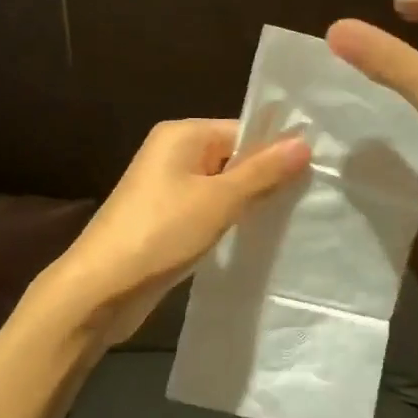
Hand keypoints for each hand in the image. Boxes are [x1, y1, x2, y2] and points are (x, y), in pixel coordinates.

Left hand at [44, 120, 309, 346]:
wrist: (101, 288)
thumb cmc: (161, 233)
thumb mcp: (219, 200)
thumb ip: (262, 172)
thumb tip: (304, 142)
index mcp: (182, 134)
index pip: (243, 130)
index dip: (277, 150)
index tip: (316, 172)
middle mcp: (173, 153)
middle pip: (233, 156)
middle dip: (266, 178)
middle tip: (311, 198)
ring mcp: (166, 187)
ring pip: (222, 186)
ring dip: (249, 201)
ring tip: (291, 218)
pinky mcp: (165, 218)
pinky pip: (207, 208)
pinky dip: (229, 219)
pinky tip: (256, 235)